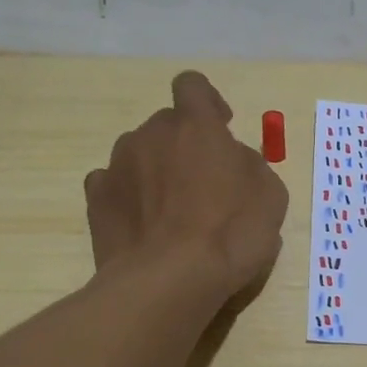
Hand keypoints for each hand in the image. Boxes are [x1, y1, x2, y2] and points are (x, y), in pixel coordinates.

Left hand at [85, 72, 288, 298]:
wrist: (170, 281)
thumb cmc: (231, 233)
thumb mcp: (271, 195)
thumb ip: (250, 165)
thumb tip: (234, 161)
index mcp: (196, 126)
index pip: (192, 86)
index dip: (207, 101)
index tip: (221, 127)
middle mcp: (151, 135)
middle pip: (166, 124)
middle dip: (184, 144)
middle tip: (204, 183)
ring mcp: (117, 166)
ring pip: (139, 153)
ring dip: (156, 170)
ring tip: (172, 211)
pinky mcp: (96, 200)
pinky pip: (114, 184)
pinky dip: (129, 196)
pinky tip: (145, 224)